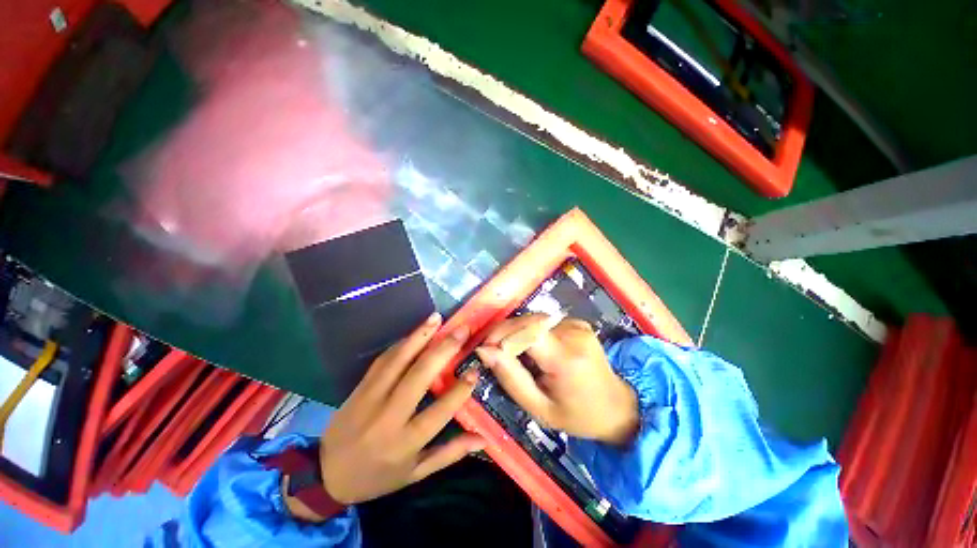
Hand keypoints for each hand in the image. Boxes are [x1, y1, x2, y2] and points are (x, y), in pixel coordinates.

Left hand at [315, 313, 484, 505]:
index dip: (459, 391)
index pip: (438, 413)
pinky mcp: (359, 388)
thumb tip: (483, 439)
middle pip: (417, 377)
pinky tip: (415, 332)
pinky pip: (382, 360)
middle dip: (443, 350)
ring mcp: (369, 399)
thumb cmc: (377, 477)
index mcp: (404, 443)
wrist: (326, 476)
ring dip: (419, 336)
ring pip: (397, 361)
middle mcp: (387, 417)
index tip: (474, 370)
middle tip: (461, 331)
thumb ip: (450, 453)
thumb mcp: (415, 473)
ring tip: (436, 318)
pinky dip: (400, 344)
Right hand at [475, 314, 638, 445]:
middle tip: (493, 352)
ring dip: (517, 333)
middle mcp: (574, 334)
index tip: (486, 349)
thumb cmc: (576, 415)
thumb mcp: (539, 408)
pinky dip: (532, 332)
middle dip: (505, 333)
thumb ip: (510, 378)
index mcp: (566, 358)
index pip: (527, 332)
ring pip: (534, 321)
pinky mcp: (578, 322)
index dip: (502, 335)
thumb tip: (484, 351)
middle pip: (528, 322)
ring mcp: (578, 325)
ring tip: (514, 355)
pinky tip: (535, 350)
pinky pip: (544, 322)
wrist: (616, 406)